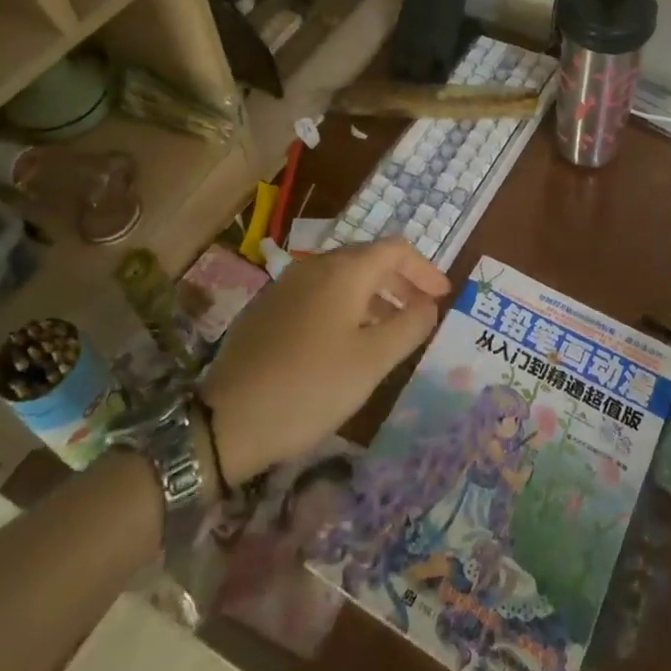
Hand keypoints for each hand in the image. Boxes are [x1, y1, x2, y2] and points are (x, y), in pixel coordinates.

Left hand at [199, 239, 447, 488]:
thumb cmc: (310, 387)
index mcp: (343, 271)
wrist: (227, 420)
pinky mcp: (268, 308)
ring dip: (373, 297)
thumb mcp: (372, 362)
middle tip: (421, 313)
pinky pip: (318, 295)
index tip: (443, 296)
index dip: (424, 269)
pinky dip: (345, 307)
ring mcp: (286, 285)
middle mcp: (314, 266)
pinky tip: (346, 343)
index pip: (395, 250)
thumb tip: (428, 305)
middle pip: (368, 260)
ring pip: (342, 279)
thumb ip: (409, 327)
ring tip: (389, 331)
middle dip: (400, 283)